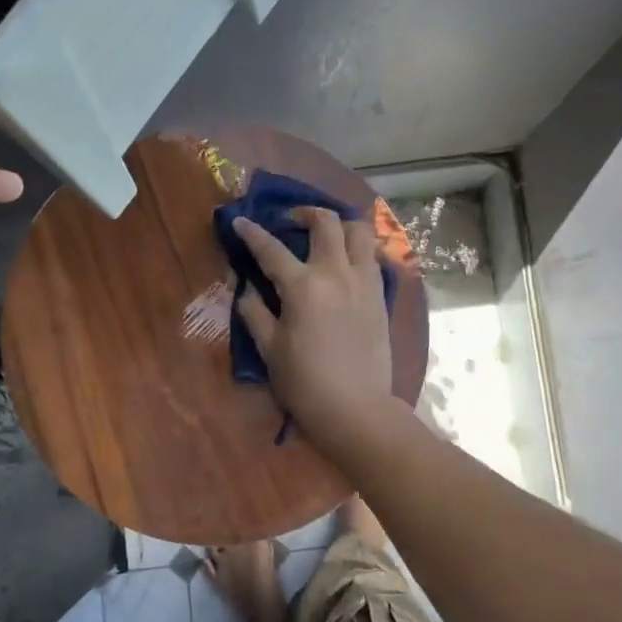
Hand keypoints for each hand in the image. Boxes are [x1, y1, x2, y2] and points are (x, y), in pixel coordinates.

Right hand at [233, 207, 394, 449]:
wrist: (355, 408)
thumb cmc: (305, 383)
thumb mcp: (269, 349)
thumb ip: (255, 312)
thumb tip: (246, 289)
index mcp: (303, 286)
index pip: (272, 249)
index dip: (252, 233)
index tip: (241, 222)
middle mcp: (337, 273)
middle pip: (326, 222)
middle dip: (304, 213)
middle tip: (290, 222)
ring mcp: (364, 282)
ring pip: (359, 231)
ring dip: (340, 225)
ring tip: (325, 235)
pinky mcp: (381, 296)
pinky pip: (372, 257)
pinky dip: (358, 250)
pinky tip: (346, 263)